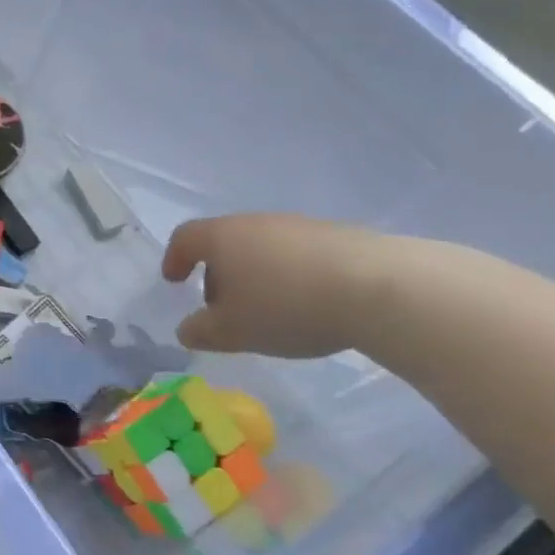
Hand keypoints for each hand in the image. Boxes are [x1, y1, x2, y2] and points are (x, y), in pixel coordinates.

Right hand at [161, 213, 385, 357]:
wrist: (380, 288)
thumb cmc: (287, 306)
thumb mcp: (234, 331)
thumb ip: (202, 332)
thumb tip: (186, 330)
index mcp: (221, 237)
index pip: (185, 238)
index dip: (175, 259)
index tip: (174, 281)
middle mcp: (255, 223)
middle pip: (225, 242)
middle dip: (218, 273)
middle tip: (224, 308)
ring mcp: (299, 226)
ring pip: (263, 248)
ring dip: (256, 275)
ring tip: (269, 311)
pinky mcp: (338, 236)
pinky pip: (299, 254)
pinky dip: (291, 275)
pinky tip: (309, 305)